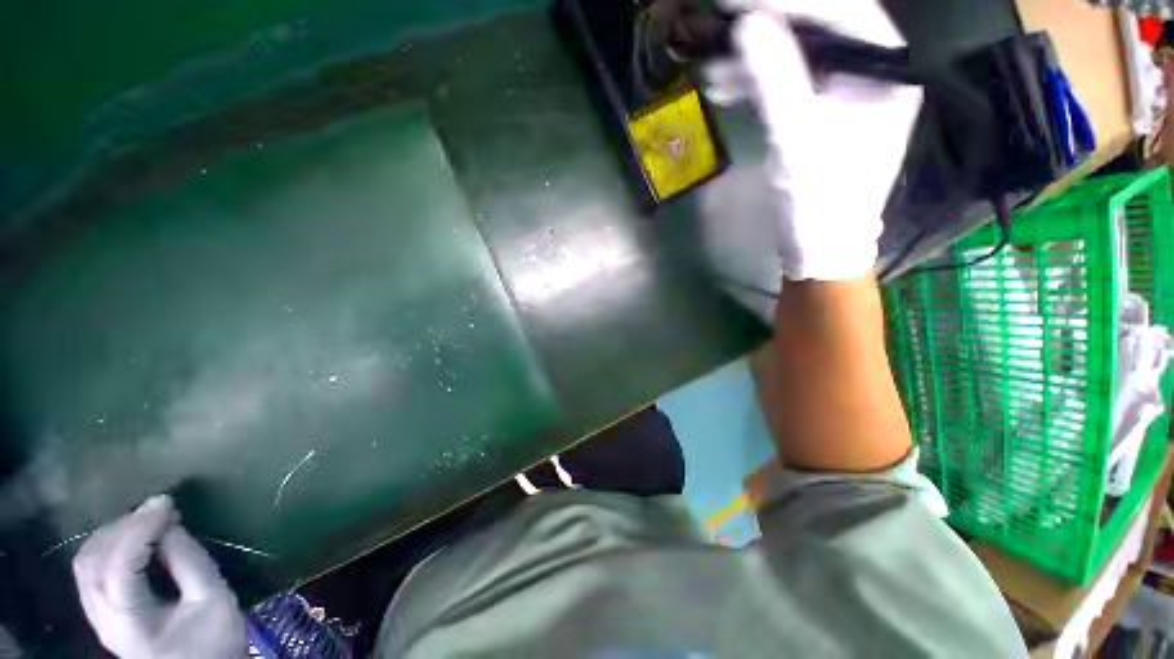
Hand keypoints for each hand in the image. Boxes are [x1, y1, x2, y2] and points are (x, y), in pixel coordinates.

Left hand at [73, 495, 245, 658]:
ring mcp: (96, 616)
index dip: (140, 530)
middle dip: (124, 527)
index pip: (120, 568)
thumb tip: (171, 523)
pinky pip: (90, 568)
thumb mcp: (213, 599)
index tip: (167, 502)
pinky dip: (108, 544)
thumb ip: (190, 561)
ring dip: (114, 533)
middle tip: (160, 510)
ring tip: (148, 520)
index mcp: (130, 623)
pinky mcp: (99, 611)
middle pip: (93, 561)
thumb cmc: (213, 640)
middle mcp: (102, 619)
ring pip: (86, 561)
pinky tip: (133, 537)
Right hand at [706, 0, 920, 280]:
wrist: (821, 245)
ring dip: (752, 59)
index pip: (840, 12)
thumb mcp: (796, 139)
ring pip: (797, 55)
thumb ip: (775, 80)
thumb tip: (747, 26)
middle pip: (817, 28)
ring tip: (712, 66)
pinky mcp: (822, 110)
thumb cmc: (820, 200)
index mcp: (885, 69)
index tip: (737, 1)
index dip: (787, 2)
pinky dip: (755, 83)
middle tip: (723, 22)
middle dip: (767, 26)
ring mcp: (846, 90)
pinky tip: (725, 86)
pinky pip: (788, 82)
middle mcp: (871, 69)